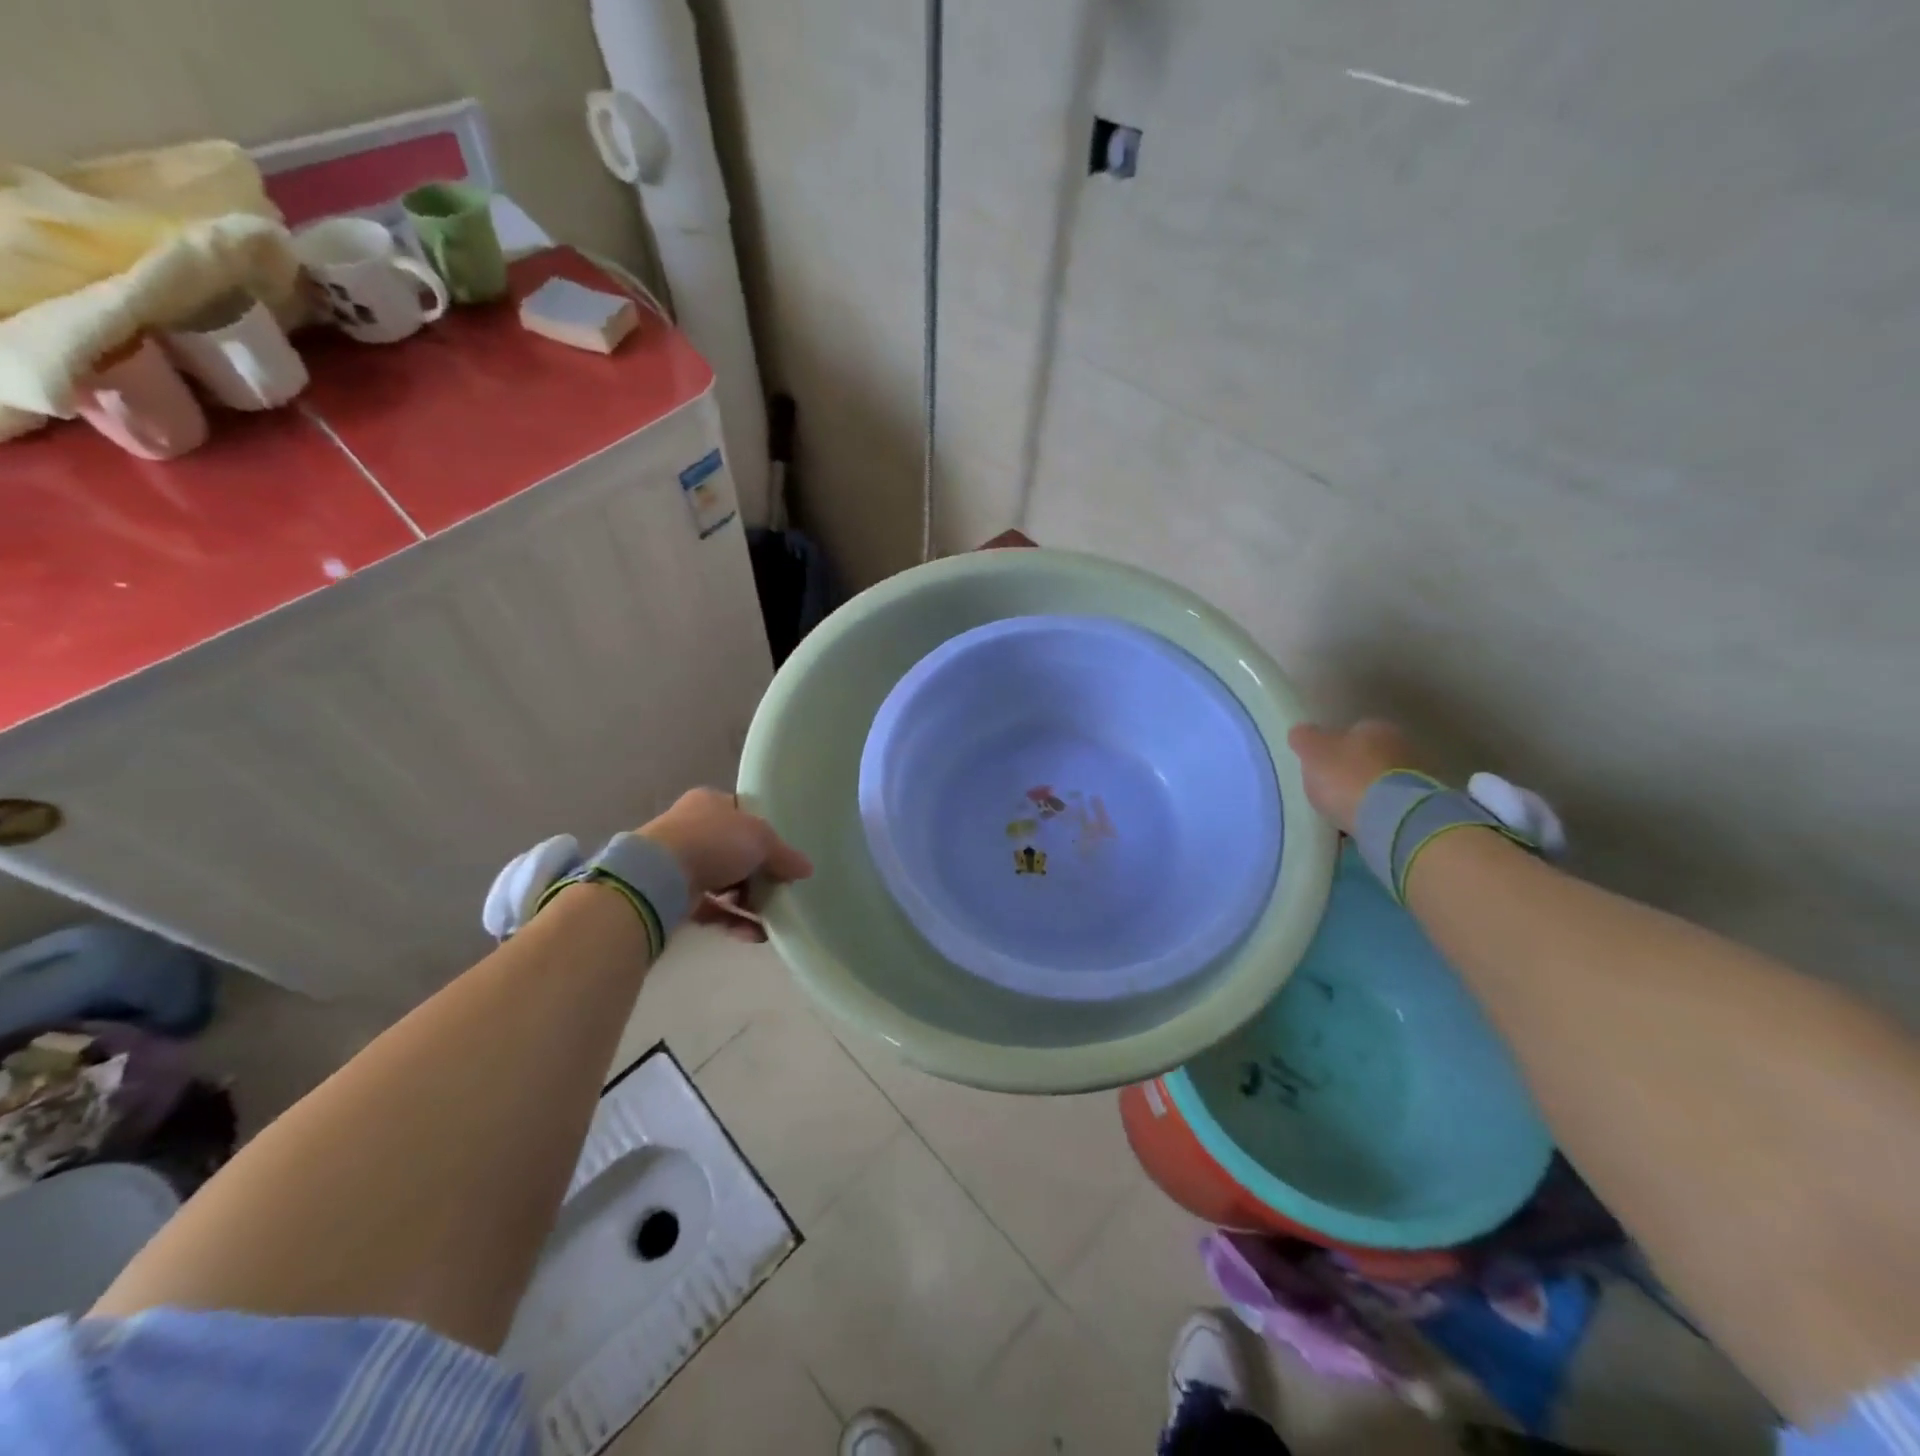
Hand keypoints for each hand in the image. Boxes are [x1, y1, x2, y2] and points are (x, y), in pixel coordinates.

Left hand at [639, 788, 812, 941]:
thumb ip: (785, 855)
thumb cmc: (714, 841)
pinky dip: (733, 920)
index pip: (744, 815)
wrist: (659, 876)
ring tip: (771, 917)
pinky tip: (756, 934)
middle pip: (735, 851)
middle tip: (780, 889)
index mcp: (710, 803)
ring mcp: (680, 862)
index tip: (783, 856)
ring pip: (723, 882)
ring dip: (748, 901)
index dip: (766, 834)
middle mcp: (692, 828)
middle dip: (759, 874)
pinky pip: (710, 908)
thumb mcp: (761, 839)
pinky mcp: (673, 895)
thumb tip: (806, 869)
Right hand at [1286, 720, 1424, 835]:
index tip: (1320, 765)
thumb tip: (1301, 732)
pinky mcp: (1422, 806)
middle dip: (1353, 769)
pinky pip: (1392, 804)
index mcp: (1374, 727)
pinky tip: (1364, 822)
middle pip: (1369, 756)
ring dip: (1368, 791)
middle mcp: (1401, 745)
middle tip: (1332, 787)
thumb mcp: (1313, 753)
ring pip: (1383, 780)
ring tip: (1347, 809)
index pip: (1351, 731)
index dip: (1334, 747)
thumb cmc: (1348, 777)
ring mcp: (1417, 776)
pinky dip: (1379, 810)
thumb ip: (1305, 739)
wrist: (1393, 819)